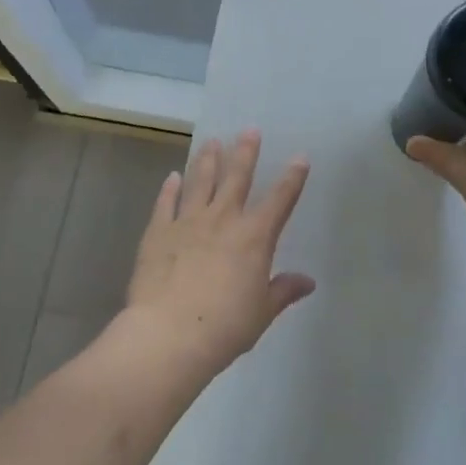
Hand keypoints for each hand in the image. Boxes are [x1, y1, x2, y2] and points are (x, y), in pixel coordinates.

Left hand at [124, 130, 314, 375]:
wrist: (169, 334)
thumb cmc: (225, 326)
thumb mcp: (262, 312)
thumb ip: (284, 291)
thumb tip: (307, 281)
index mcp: (254, 237)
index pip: (280, 200)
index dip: (292, 178)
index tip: (300, 157)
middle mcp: (223, 219)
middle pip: (237, 177)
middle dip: (245, 152)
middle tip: (249, 130)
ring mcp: (188, 222)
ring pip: (200, 181)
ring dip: (208, 160)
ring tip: (212, 142)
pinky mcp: (158, 232)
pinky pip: (166, 203)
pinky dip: (170, 188)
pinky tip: (173, 177)